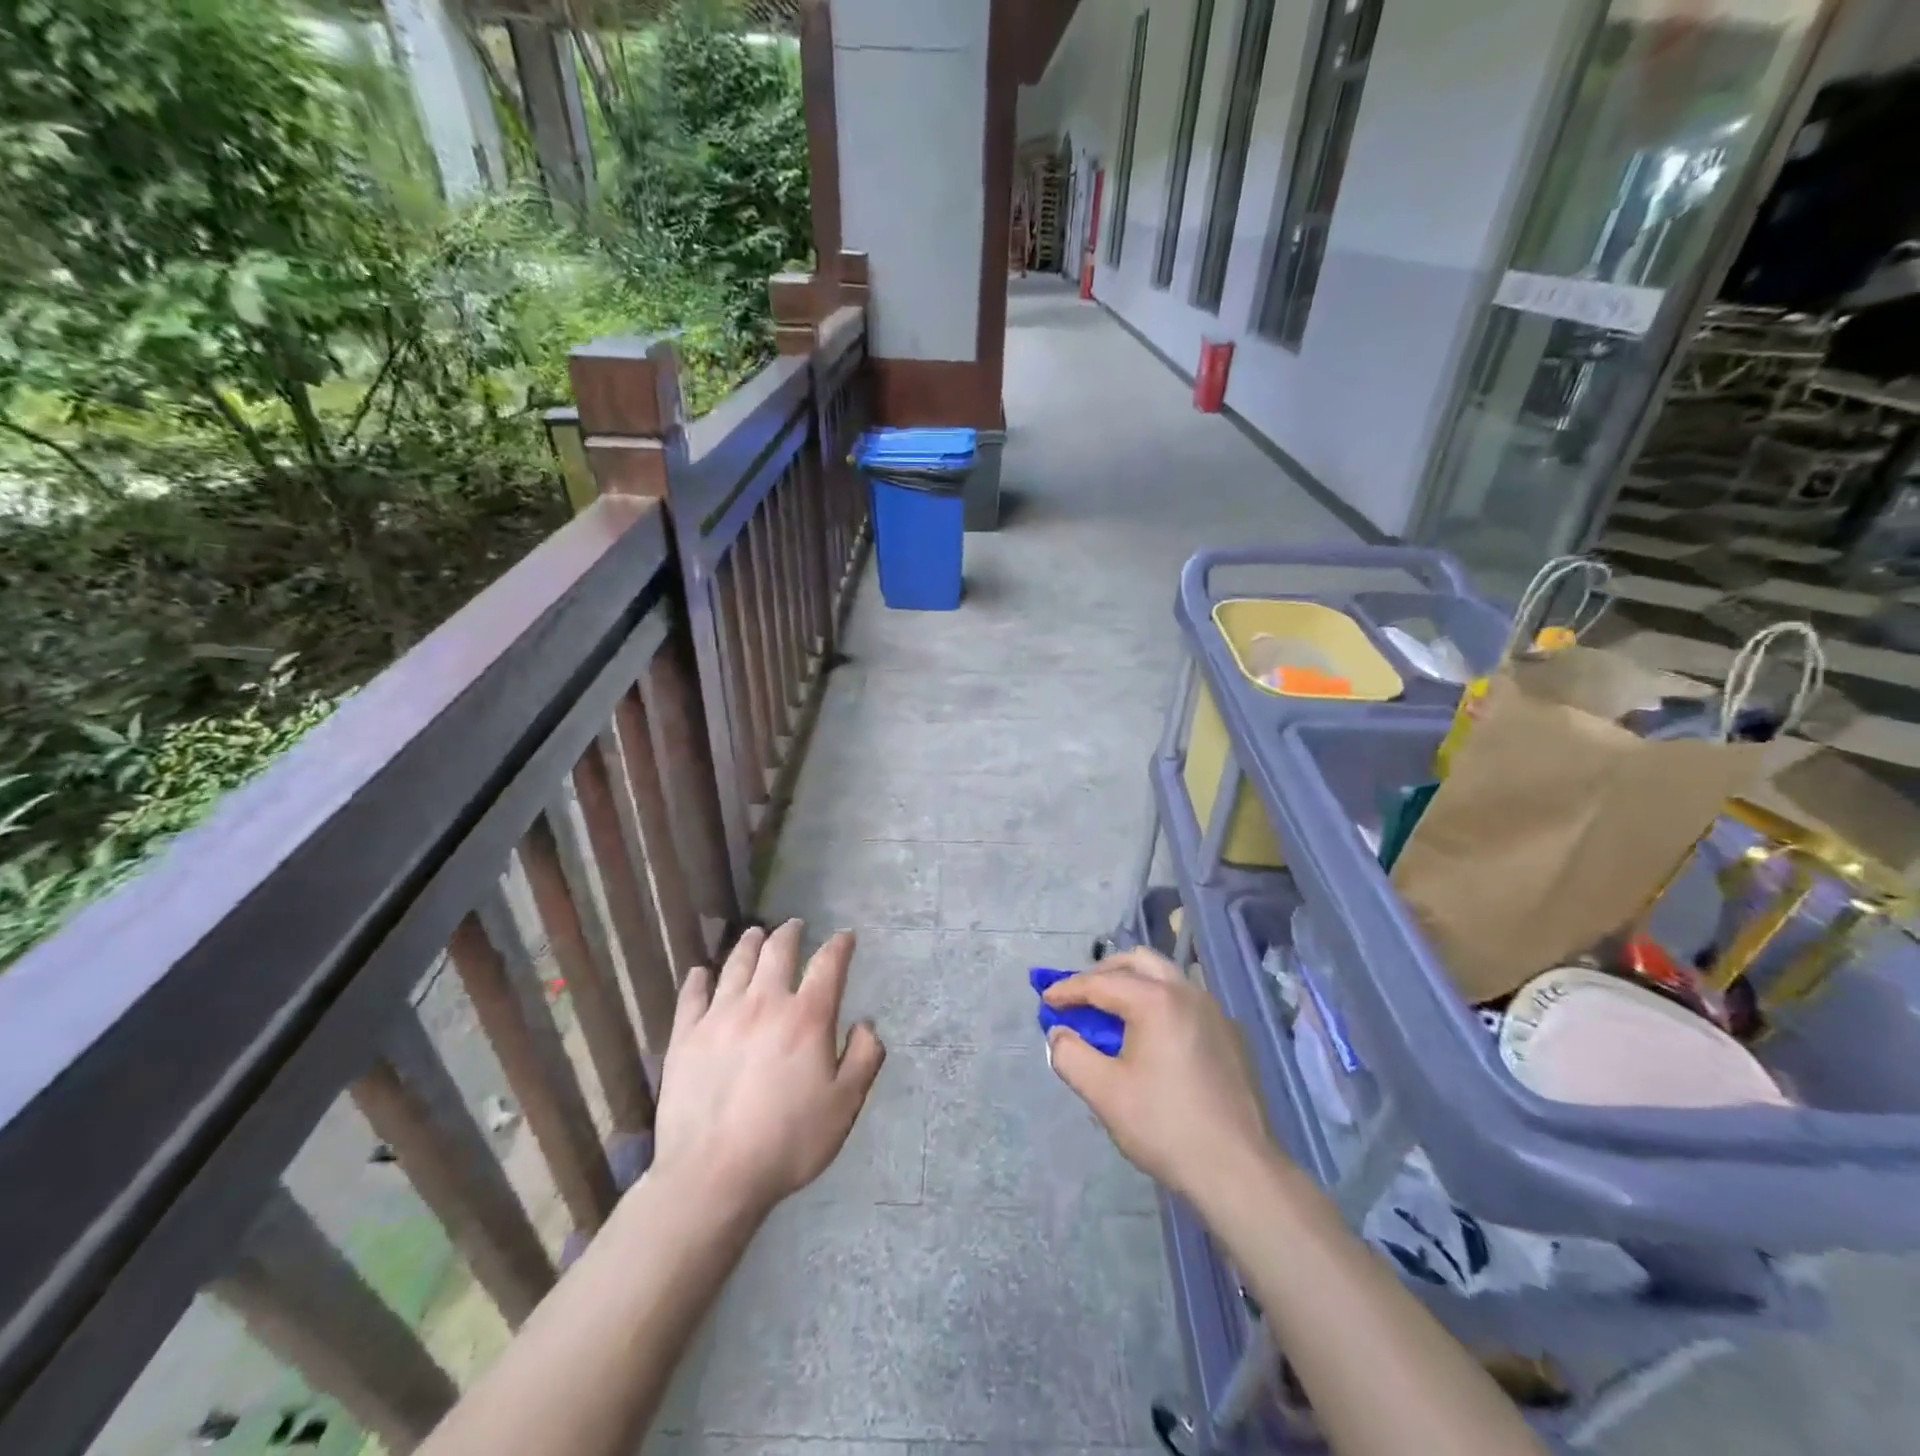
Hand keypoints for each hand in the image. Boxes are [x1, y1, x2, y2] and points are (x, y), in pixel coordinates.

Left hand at [651, 921, 884, 1217]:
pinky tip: (702, 973)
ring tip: (755, 934)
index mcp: (807, 1017)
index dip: (839, 945)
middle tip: (795, 926)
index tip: (845, 936)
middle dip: (790, 933)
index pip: (828, 964)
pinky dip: (699, 979)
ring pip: (736, 964)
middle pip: (778, 951)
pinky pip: (692, 995)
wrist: (713, 1175)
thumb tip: (866, 1025)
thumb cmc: (788, 1141)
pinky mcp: (686, 1036)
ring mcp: (720, 1016)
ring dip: (750, 943)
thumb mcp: (845, 1105)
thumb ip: (864, 1058)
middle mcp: (764, 1002)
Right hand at [1044, 948, 1273, 1204]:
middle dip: (1103, 973)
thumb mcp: (1104, 1093)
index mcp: (1156, 1000)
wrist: (1238, 1169)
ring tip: (1111, 1011)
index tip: (1045, 1001)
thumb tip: (1059, 1033)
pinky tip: (1150, 1034)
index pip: (1101, 983)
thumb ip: (1070, 1055)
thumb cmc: (1165, 1126)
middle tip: (1080, 996)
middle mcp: (1187, 992)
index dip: (1068, 990)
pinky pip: (1185, 1000)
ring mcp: (1214, 1011)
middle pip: (1138, 962)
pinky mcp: (1229, 1034)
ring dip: (1133, 983)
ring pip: (1165, 976)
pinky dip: (1158, 1001)